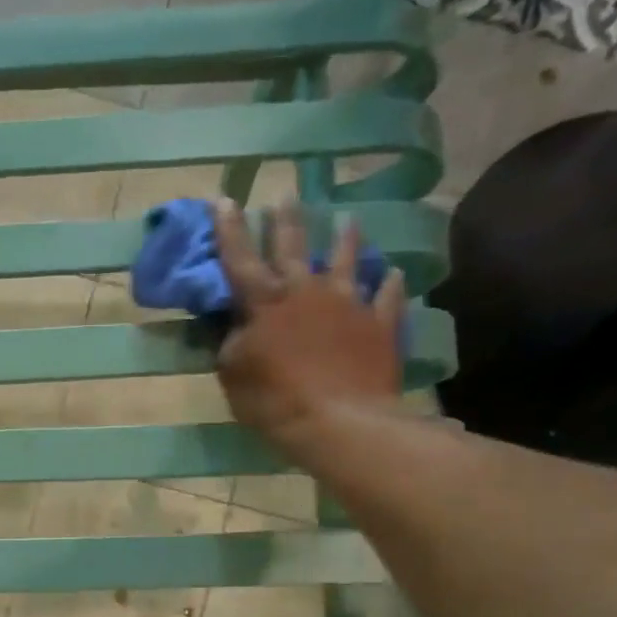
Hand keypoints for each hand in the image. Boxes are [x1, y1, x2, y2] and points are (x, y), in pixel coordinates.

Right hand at [213, 199, 405, 464]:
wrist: (340, 421)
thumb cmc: (275, 400)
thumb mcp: (234, 375)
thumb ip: (231, 343)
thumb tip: (233, 325)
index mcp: (265, 302)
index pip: (241, 257)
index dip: (229, 229)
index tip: (224, 198)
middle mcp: (307, 291)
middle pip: (294, 246)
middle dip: (286, 220)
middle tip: (286, 194)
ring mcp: (349, 304)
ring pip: (347, 261)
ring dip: (346, 239)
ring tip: (349, 220)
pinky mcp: (380, 324)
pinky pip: (386, 297)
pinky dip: (389, 284)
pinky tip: (392, 274)